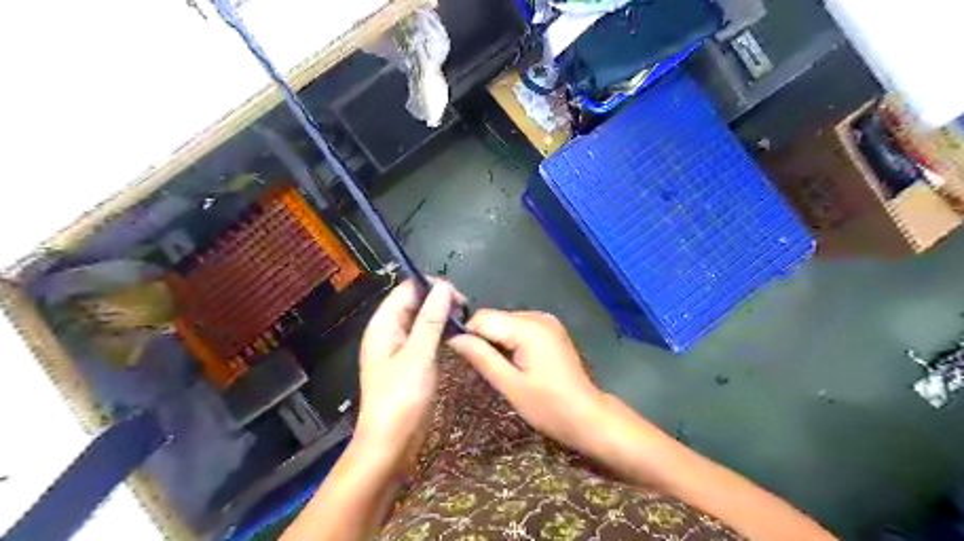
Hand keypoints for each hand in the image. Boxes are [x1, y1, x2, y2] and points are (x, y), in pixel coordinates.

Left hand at [355, 278, 464, 463]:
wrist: (390, 443)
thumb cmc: (401, 398)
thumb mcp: (418, 355)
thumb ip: (430, 320)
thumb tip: (443, 287)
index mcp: (383, 324)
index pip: (406, 290)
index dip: (431, 286)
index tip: (458, 295)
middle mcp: (388, 331)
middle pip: (413, 302)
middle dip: (438, 300)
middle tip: (465, 309)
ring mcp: (398, 346)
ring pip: (421, 319)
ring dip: (440, 315)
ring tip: (464, 319)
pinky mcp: (409, 361)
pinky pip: (424, 336)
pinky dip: (439, 331)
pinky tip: (454, 335)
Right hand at [448, 310, 603, 454]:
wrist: (587, 415)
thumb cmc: (548, 406)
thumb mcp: (510, 385)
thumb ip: (481, 357)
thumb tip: (454, 338)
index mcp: (528, 327)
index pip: (482, 317)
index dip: (468, 335)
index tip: (462, 359)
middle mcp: (537, 316)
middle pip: (494, 318)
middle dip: (483, 339)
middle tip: (481, 369)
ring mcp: (547, 321)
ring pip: (505, 322)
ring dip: (496, 341)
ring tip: (499, 368)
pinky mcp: (551, 329)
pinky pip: (519, 327)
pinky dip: (510, 341)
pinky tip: (514, 362)